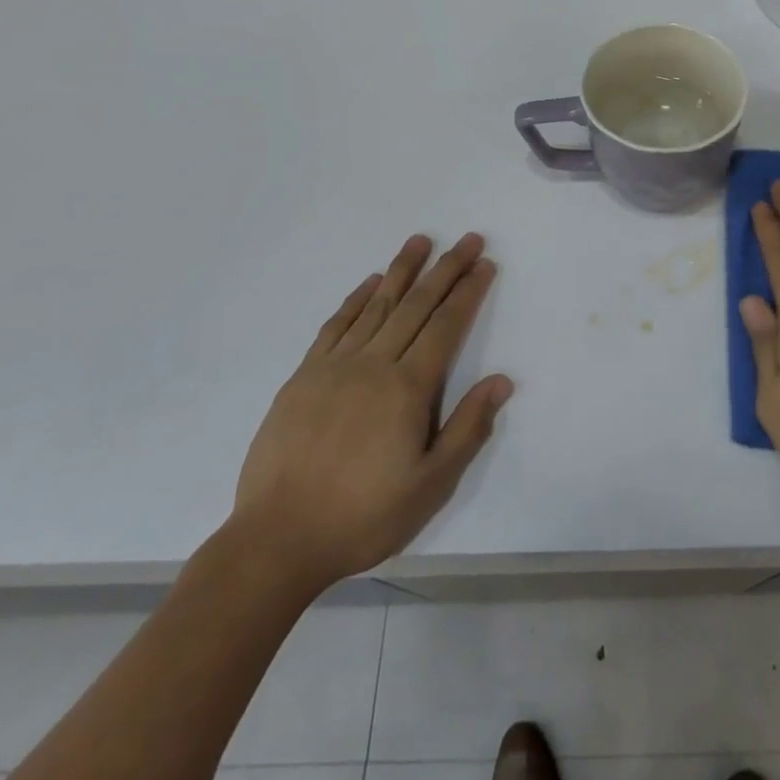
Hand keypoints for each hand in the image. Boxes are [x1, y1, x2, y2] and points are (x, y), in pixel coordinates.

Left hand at [231, 233, 512, 593]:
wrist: (277, 539)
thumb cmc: (364, 516)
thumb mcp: (431, 484)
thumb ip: (468, 428)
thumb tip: (501, 381)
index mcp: (407, 388)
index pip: (446, 326)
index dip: (468, 291)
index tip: (485, 264)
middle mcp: (373, 365)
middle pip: (416, 305)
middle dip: (445, 269)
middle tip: (468, 239)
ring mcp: (334, 367)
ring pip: (376, 306)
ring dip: (402, 271)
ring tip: (420, 241)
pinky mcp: (303, 377)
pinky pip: (336, 325)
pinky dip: (357, 299)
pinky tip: (370, 283)